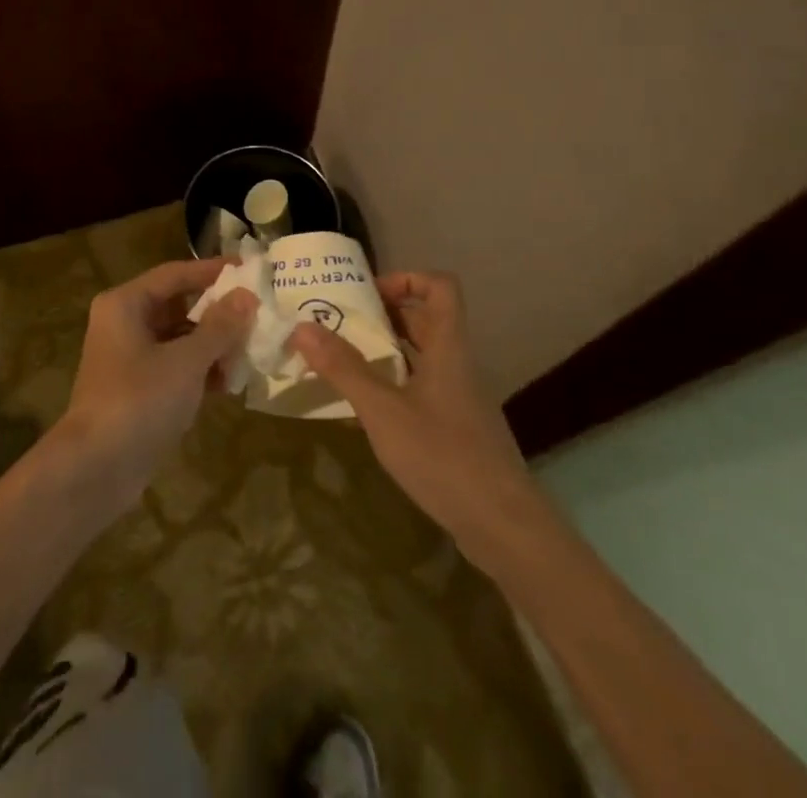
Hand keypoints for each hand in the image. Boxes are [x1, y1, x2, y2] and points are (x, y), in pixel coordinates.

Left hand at [54, 258, 255, 512]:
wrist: (96, 468)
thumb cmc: (140, 400)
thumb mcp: (186, 361)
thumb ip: (219, 327)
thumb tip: (247, 295)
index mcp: (126, 304)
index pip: (175, 274)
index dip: (212, 270)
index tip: (249, 269)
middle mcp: (124, 322)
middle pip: (178, 305)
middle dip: (217, 313)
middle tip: (257, 314)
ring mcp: (129, 357)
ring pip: (178, 338)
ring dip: (212, 345)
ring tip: (250, 351)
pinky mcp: (137, 388)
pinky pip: (174, 366)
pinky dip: (199, 370)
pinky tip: (229, 382)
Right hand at [289, 271, 532, 551]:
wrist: (504, 528)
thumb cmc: (443, 456)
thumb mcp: (383, 410)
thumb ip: (344, 368)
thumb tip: (302, 326)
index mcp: (448, 347)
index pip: (440, 287)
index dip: (406, 278)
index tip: (368, 295)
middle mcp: (458, 364)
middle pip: (426, 320)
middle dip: (383, 316)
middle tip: (340, 324)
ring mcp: (461, 399)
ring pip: (423, 356)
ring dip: (386, 351)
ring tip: (343, 360)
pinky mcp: (458, 430)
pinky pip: (423, 389)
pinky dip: (395, 385)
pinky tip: (367, 408)